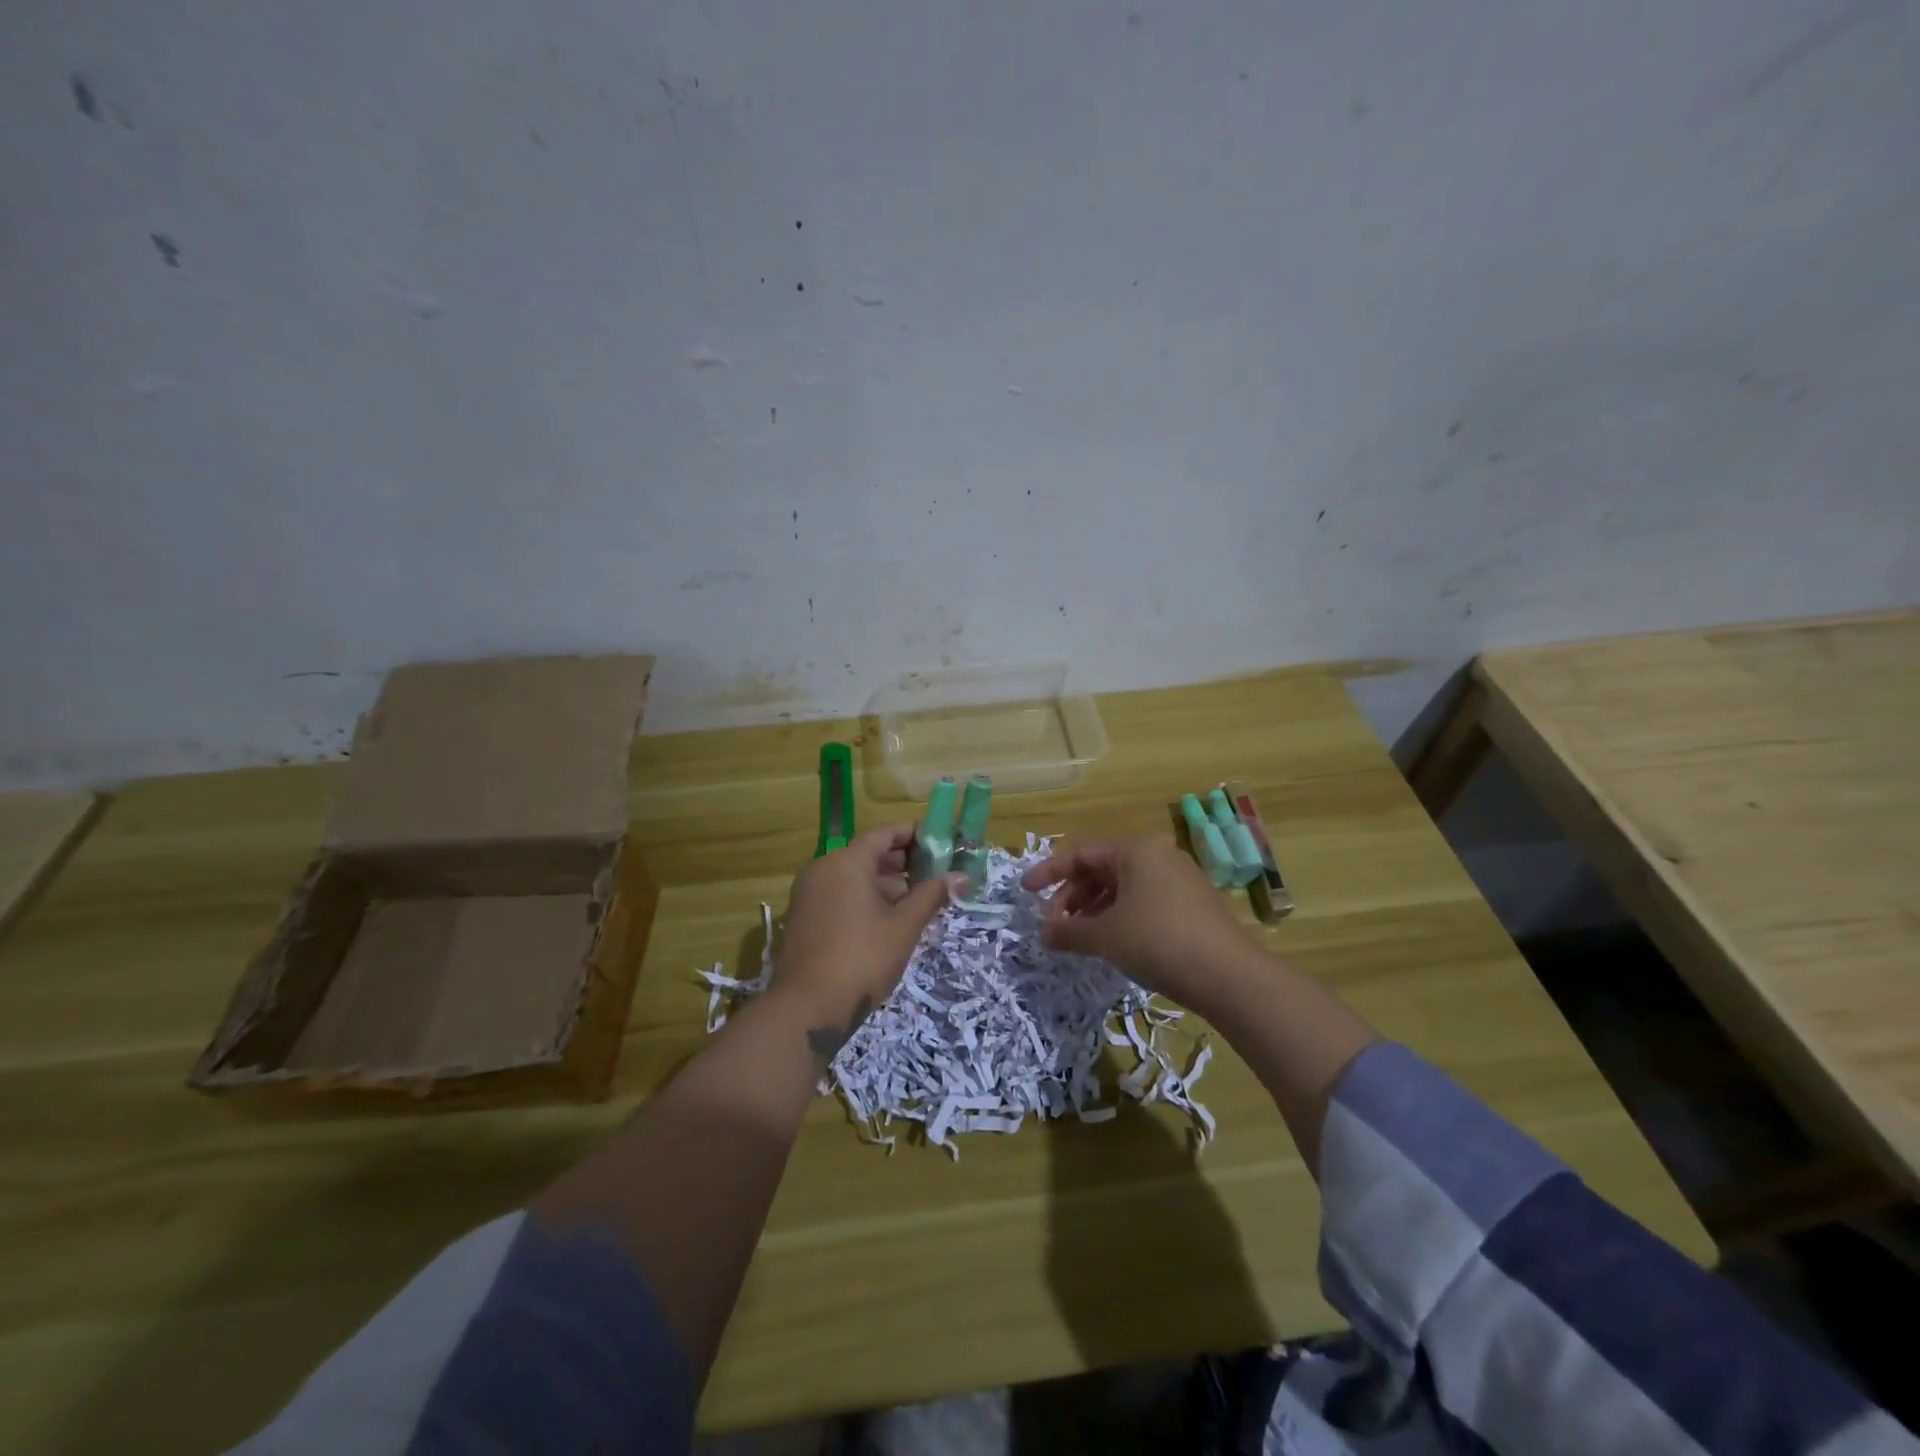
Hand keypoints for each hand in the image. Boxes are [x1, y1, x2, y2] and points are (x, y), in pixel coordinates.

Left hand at [772, 824, 961, 1061]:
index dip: (913, 835)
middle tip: (936, 873)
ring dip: (887, 884)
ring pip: (854, 877)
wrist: (808, 1008)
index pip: (884, 834)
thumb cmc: (862, 959)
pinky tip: (892, 919)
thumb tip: (961, 877)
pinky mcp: (805, 917)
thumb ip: (932, 895)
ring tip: (920, 899)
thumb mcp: (904, 926)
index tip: (941, 842)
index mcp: (846, 862)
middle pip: (868, 854)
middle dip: (903, 862)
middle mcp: (823, 869)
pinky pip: (841, 895)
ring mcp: (810, 894)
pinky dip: (866, 899)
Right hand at [1020, 836, 1258, 1013]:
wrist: (1230, 976)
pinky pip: (1143, 900)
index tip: (1025, 892)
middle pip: (1101, 869)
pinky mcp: (1191, 903)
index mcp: (1136, 850)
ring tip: (1078, 938)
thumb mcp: (1106, 936)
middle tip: (1054, 926)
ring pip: (1122, 887)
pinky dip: (1119, 916)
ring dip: (1093, 909)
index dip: (1048, 872)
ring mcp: (1178, 879)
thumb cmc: (1159, 942)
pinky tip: (1111, 942)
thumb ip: (1068, 932)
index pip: (1080, 852)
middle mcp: (1157, 855)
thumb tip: (1042, 934)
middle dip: (1072, 897)